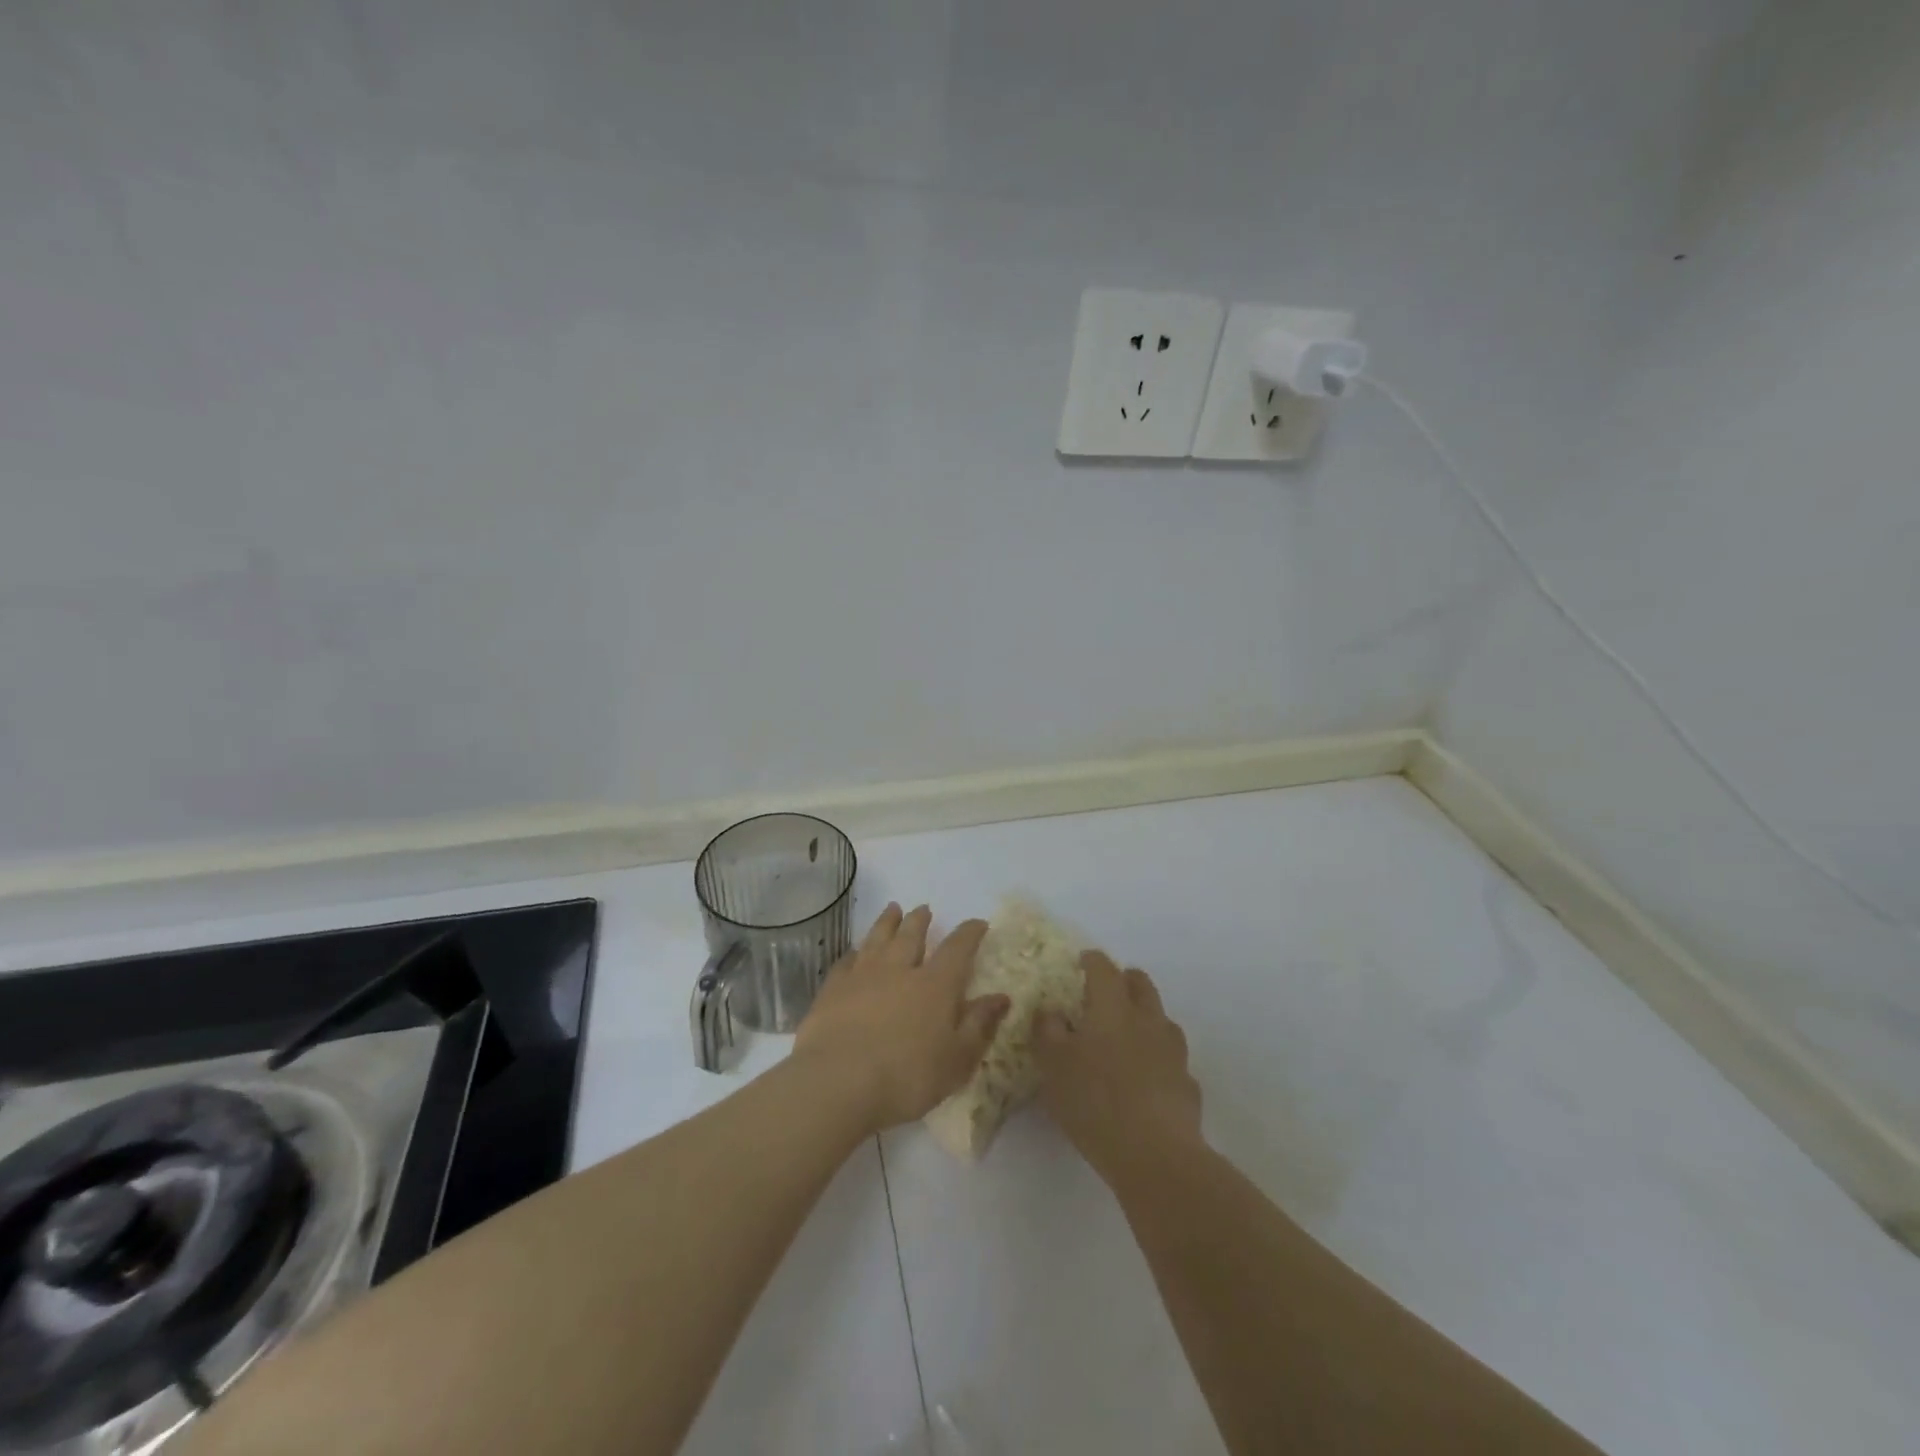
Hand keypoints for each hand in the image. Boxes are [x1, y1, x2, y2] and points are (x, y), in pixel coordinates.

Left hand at [794, 904, 1010, 1133]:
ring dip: (887, 922)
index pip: (958, 949)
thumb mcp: (957, 1060)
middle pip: (911, 935)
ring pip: (878, 939)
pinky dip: (854, 952)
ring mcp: (862, 976)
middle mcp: (899, 969)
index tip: (978, 923)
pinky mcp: (833, 989)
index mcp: (935, 985)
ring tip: (893, 909)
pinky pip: (846, 961)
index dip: (970, 933)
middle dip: (920, 920)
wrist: (838, 1082)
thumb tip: (1002, 997)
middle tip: (923, 908)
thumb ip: (979, 1025)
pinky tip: (854, 952)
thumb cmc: (907, 1077)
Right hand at [1033, 950, 1202, 1178]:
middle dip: (1124, 979)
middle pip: (1141, 984)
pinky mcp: (1187, 1084)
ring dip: (1145, 1017)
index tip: (1082, 961)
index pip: (1103, 969)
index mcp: (1112, 1008)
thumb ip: (1048, 1031)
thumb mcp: (1053, 1065)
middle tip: (1107, 990)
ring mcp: (1173, 1051)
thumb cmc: (1095, 1101)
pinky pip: (1172, 1059)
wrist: (1155, 1154)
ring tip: (1128, 1034)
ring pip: (1162, 1019)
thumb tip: (1050, 1010)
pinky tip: (1147, 1078)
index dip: (1092, 961)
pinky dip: (1159, 1058)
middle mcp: (1147, 1019)